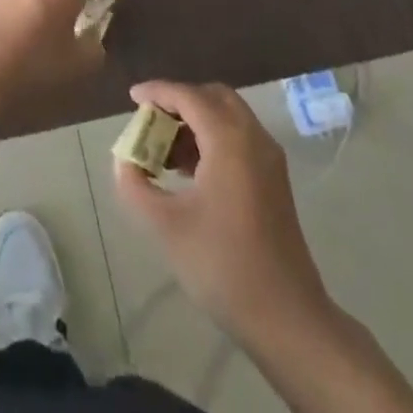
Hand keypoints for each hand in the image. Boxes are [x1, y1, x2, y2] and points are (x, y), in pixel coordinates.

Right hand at [113, 82, 330, 335]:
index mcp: (229, 139)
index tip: (132, 97)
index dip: (157, 91)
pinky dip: (213, 138)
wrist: (289, 320)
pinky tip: (191, 171)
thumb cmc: (224, 266)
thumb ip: (136, 187)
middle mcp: (253, 137)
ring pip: (228, 116)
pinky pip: (240, 138)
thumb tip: (124, 163)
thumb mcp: (167, 226)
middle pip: (213, 97)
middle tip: (152, 119)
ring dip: (196, 121)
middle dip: (180, 101)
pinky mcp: (275, 181)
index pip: (188, 95)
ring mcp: (269, 159)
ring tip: (165, 150)